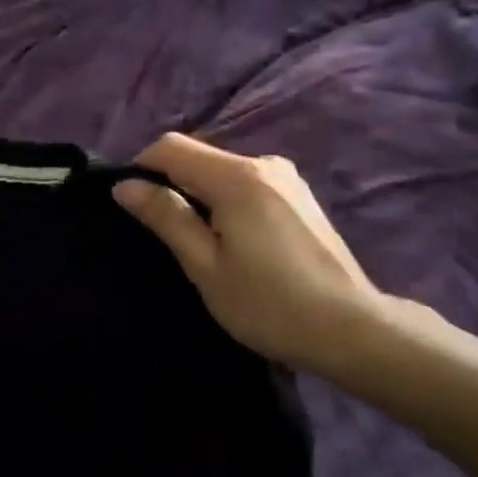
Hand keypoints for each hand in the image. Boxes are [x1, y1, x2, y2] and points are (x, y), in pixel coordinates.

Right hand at [113, 133, 386, 373]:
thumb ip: (166, 217)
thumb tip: (125, 186)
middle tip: (164, 232)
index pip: (171, 147)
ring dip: (200, 192)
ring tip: (199, 241)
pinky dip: (226, 198)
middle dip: (171, 182)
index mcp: (236, 177)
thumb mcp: (206, 266)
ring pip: (222, 169)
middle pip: (198, 155)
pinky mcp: (299, 194)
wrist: (352, 329)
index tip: (133, 204)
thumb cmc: (269, 304)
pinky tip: (234, 240)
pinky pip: (247, 182)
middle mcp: (262, 163)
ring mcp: (286, 176)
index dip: (142, 167)